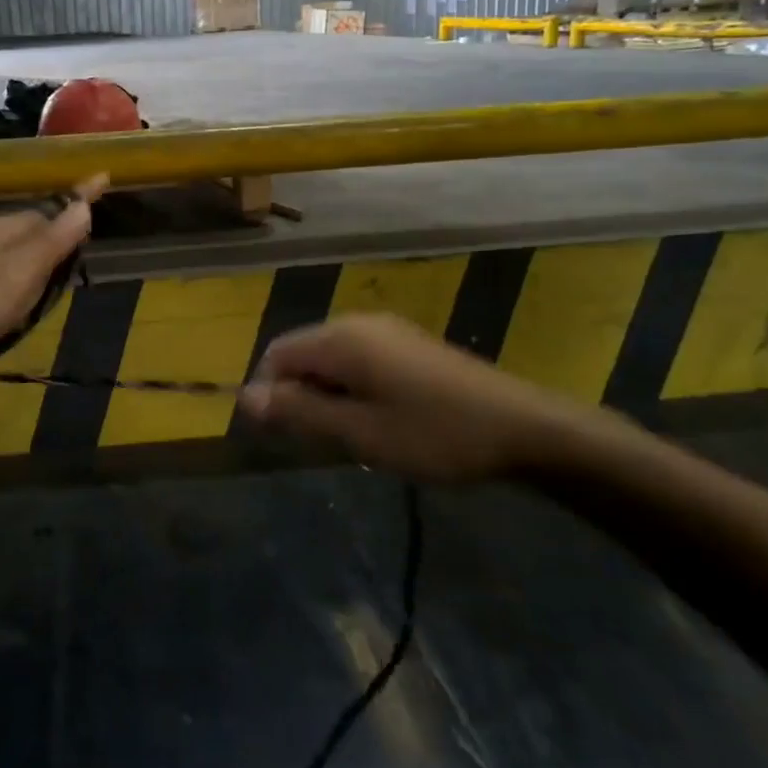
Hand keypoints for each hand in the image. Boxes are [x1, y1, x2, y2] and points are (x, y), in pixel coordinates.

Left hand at [0, 176, 106, 385]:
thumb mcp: (18, 274)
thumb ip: (52, 241)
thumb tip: (85, 204)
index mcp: (2, 229)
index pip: (50, 208)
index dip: (78, 200)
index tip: (104, 179)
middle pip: (31, 234)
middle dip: (57, 240)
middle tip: (80, 252)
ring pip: (11, 261)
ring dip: (33, 271)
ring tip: (51, 287)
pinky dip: (9, 295)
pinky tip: (9, 314)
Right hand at [236, 313, 598, 482]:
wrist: (523, 428)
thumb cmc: (435, 434)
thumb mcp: (360, 433)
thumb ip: (300, 412)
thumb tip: (244, 398)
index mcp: (340, 338)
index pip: (277, 354)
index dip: (271, 394)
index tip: (290, 438)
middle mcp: (357, 323)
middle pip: (303, 354)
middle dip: (301, 397)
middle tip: (327, 444)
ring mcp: (386, 331)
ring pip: (331, 360)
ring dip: (329, 397)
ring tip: (357, 438)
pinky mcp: (408, 344)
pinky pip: (359, 361)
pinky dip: (354, 389)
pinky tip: (383, 422)